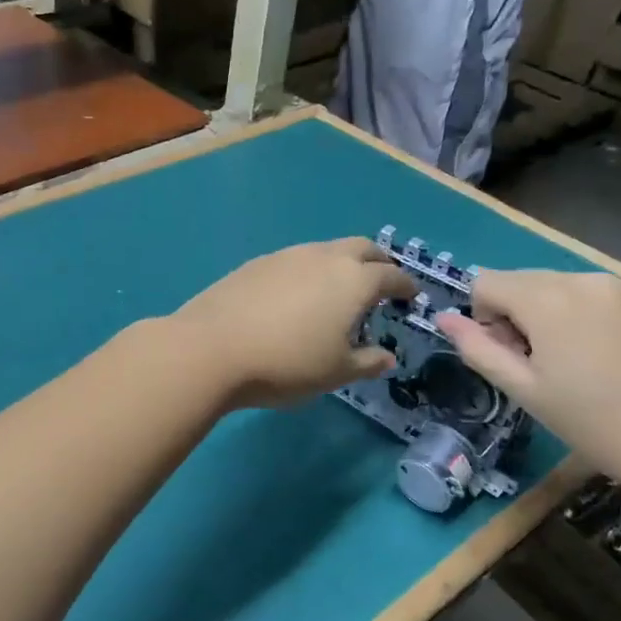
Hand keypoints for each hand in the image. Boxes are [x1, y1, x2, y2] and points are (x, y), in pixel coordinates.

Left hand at [171, 238, 417, 408]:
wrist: (210, 349)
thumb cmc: (286, 364)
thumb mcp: (335, 372)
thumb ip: (367, 362)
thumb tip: (387, 357)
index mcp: (353, 280)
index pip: (391, 275)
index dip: (405, 285)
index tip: (410, 296)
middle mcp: (323, 257)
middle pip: (361, 248)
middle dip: (377, 263)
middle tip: (380, 283)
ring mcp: (285, 256)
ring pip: (324, 250)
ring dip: (340, 264)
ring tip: (337, 291)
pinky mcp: (255, 264)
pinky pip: (294, 261)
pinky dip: (308, 272)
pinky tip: (296, 296)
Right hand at [434, 270, 620, 497]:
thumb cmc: (596, 424)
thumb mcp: (525, 391)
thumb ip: (478, 349)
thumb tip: (443, 319)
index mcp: (548, 299)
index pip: (486, 282)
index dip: (484, 319)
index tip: (510, 357)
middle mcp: (584, 278)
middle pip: (523, 281)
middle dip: (517, 315)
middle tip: (542, 366)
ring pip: (561, 287)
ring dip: (552, 315)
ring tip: (579, 364)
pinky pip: (598, 295)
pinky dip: (587, 316)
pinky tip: (611, 358)